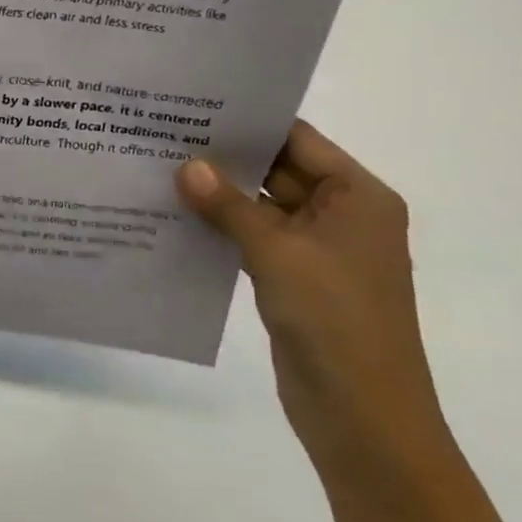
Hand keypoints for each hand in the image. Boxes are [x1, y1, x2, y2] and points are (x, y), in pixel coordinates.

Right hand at [176, 122, 453, 485]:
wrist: (362, 415)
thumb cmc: (335, 320)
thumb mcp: (278, 253)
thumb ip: (229, 207)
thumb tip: (185, 165)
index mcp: (357, 197)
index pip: (298, 140)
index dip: (250, 123)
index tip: (195, 106)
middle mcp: (340, 215)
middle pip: (277, 172)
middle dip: (225, 158)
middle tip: (164, 135)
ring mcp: (315, 250)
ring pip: (259, 208)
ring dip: (217, 195)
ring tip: (159, 169)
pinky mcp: (292, 279)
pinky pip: (252, 240)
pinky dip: (220, 229)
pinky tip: (175, 216)